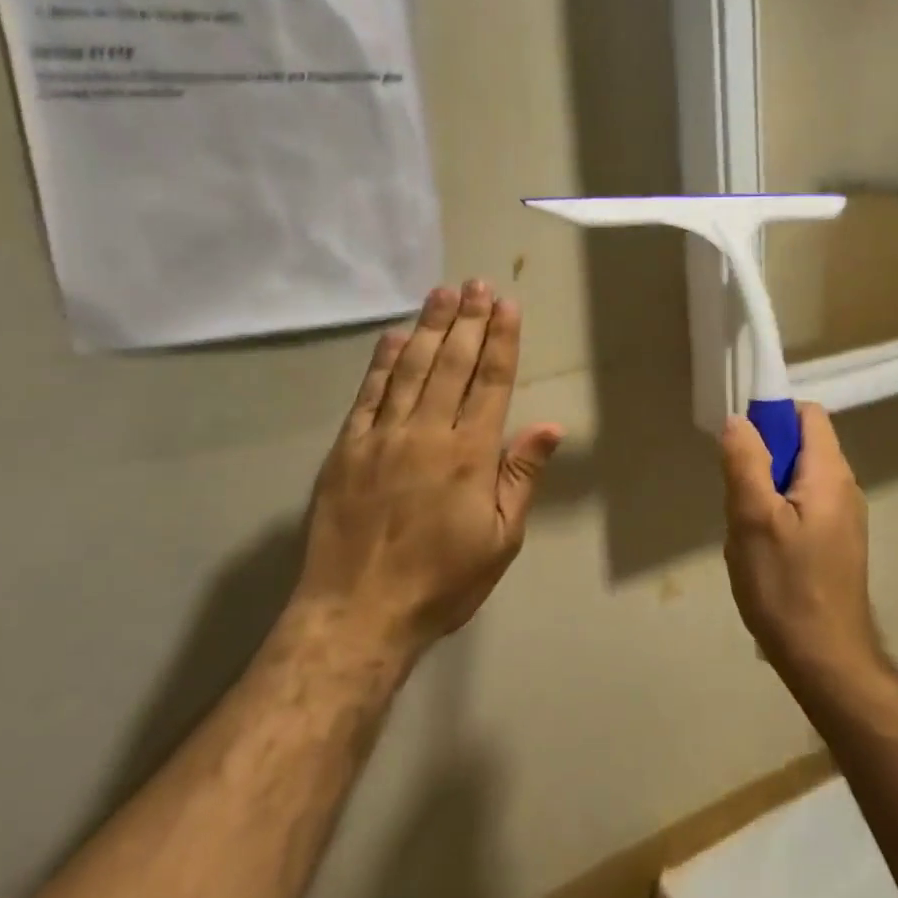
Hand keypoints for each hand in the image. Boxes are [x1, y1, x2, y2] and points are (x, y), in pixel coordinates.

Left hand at [298, 280, 562, 661]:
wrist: (357, 613)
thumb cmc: (442, 582)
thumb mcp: (501, 540)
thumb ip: (522, 477)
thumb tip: (550, 426)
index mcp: (470, 454)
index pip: (491, 382)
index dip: (501, 340)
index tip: (507, 305)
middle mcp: (427, 432)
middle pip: (453, 363)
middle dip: (469, 320)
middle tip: (477, 284)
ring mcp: (382, 437)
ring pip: (411, 368)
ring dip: (430, 327)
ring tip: (443, 294)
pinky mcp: (346, 449)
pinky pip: (368, 394)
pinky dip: (382, 362)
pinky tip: (394, 336)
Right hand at [718, 403, 884, 690]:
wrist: (826, 660)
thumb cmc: (787, 587)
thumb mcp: (754, 519)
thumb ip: (746, 462)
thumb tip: (739, 419)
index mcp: (830, 474)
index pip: (807, 415)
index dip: (772, 415)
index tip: (740, 442)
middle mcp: (844, 488)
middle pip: (800, 447)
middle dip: (761, 461)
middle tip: (737, 497)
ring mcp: (843, 518)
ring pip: (795, 481)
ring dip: (764, 493)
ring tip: (746, 530)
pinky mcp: (835, 544)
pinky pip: (801, 509)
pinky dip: (776, 516)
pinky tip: (761, 551)